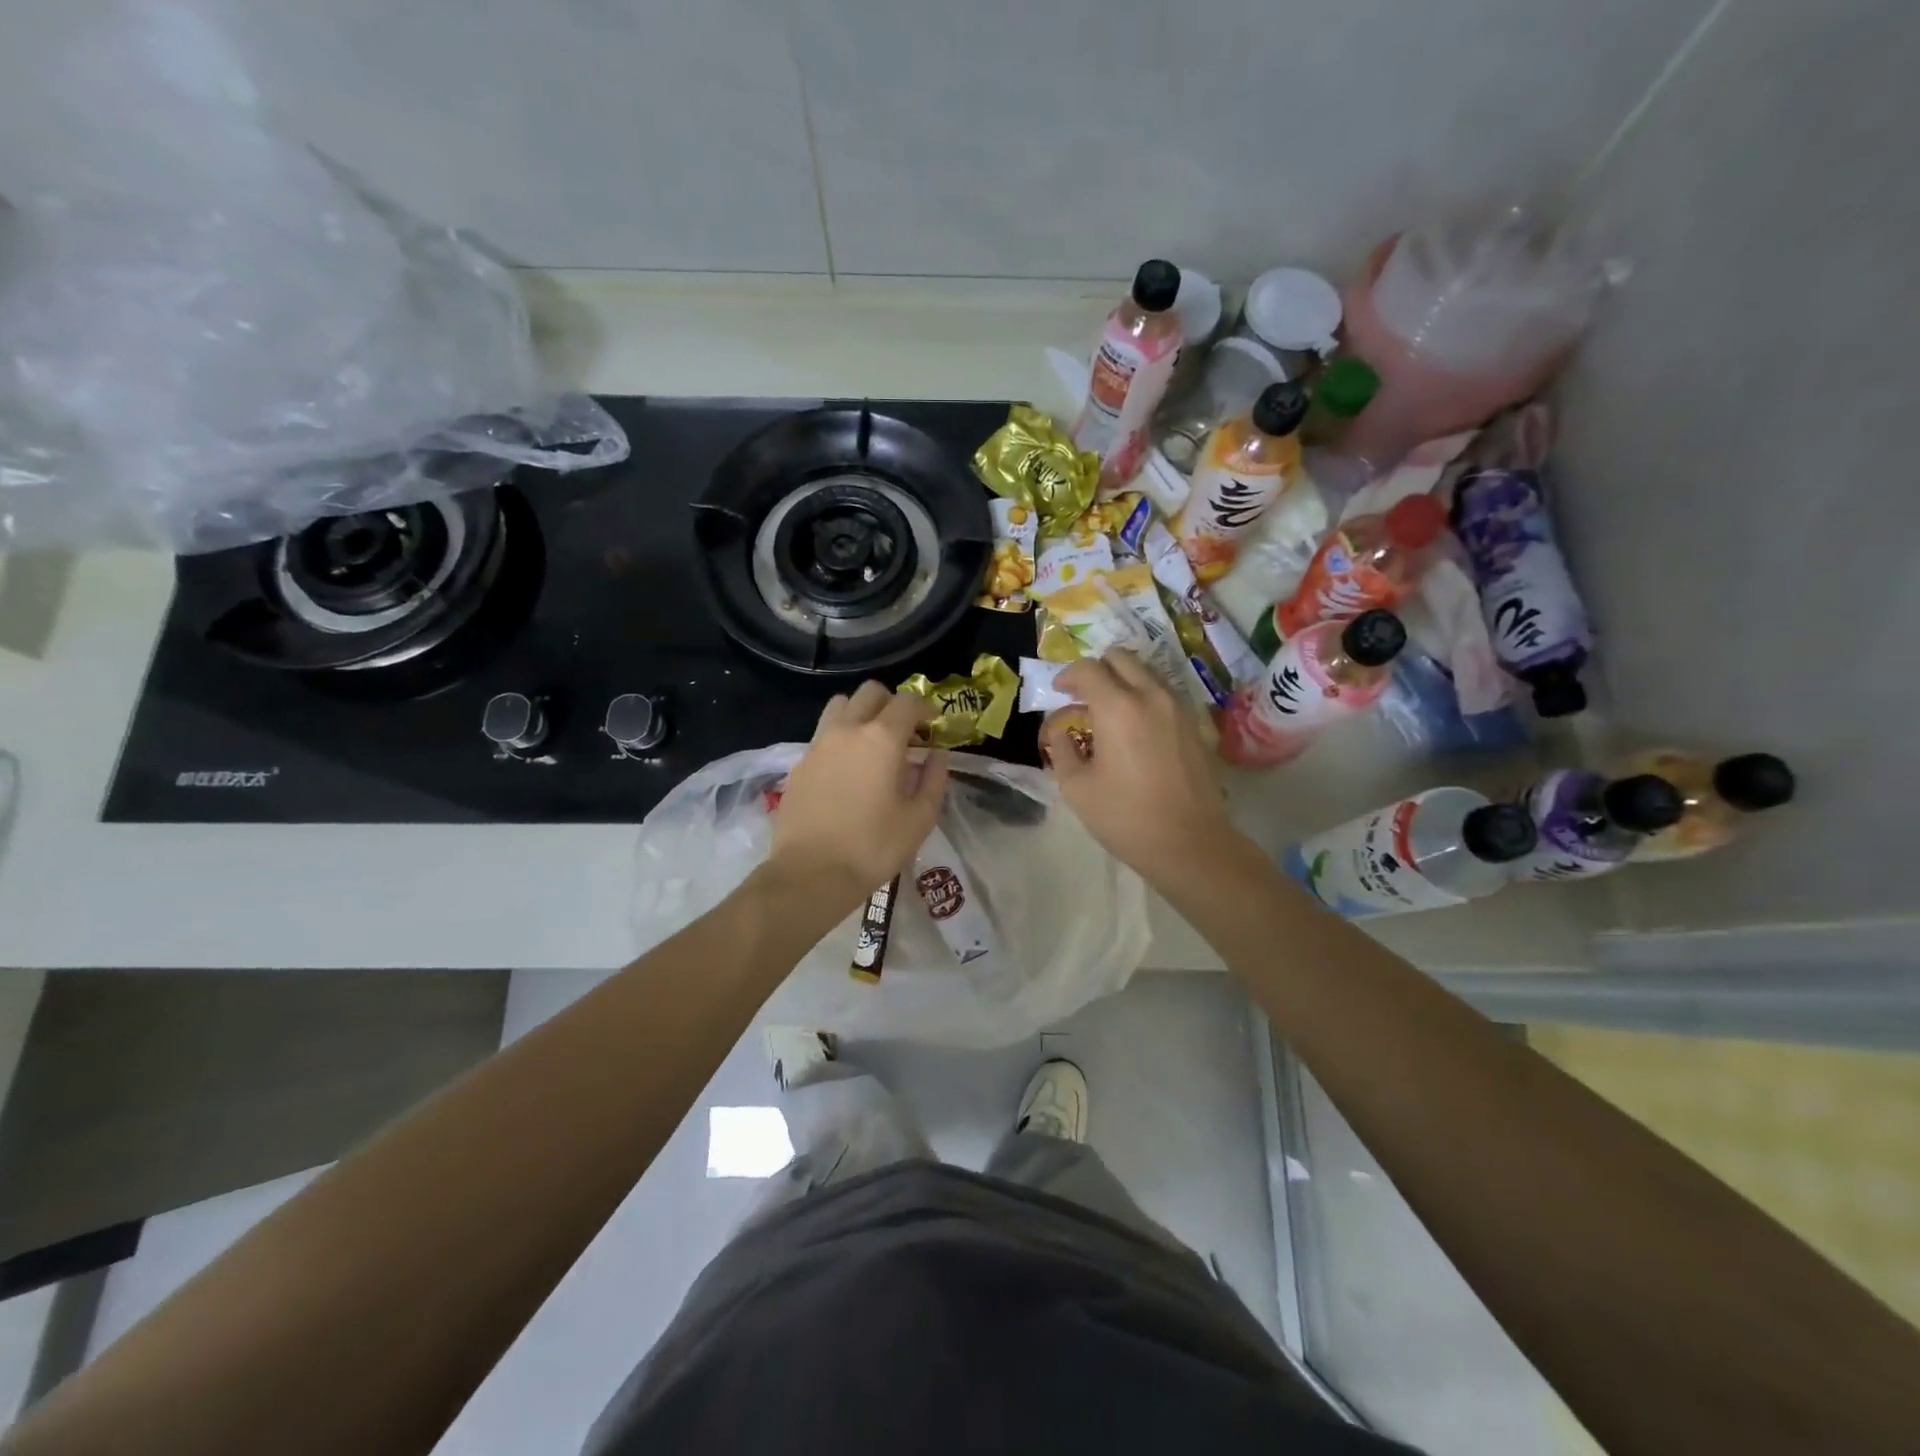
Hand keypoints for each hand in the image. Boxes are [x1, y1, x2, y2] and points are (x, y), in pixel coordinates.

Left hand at [767, 681, 950, 915]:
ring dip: (861, 713)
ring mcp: (818, 744)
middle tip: (905, 732)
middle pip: (871, 692)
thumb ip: (934, 779)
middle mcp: (848, 730)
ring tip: (872, 744)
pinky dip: (840, 737)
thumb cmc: (873, 847)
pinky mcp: (800, 763)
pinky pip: (823, 733)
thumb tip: (937, 754)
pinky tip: (848, 769)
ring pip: (841, 705)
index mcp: (882, 738)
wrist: (810, 874)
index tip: (934, 727)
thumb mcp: (919, 819)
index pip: (908, 702)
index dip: (926, 709)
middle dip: (892, 704)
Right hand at [1039, 651, 1239, 885]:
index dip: (1067, 675)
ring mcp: (1178, 708)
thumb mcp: (1077, 788)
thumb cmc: (1125, 817)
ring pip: (1146, 673)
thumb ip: (1062, 749)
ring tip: (1108, 711)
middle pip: (1121, 658)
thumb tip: (1060, 731)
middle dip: (1097, 669)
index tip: (1058, 691)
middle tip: (1082, 695)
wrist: (1189, 843)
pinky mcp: (1195, 725)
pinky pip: (1164, 694)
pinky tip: (1135, 728)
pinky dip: (1144, 697)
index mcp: (1117, 707)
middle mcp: (1151, 696)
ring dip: (1123, 681)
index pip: (1088, 669)